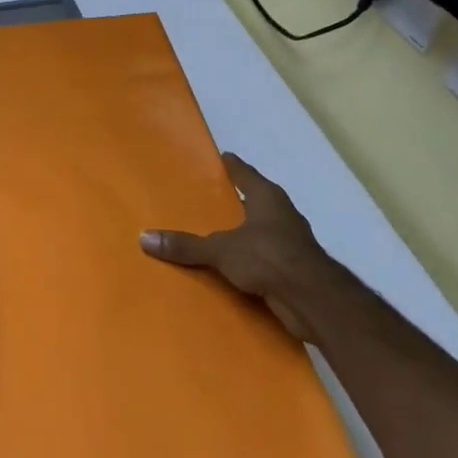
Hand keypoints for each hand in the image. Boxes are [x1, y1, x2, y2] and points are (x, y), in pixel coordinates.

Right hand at [140, 153, 331, 342]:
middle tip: (207, 198)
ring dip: (243, 232)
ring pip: (261, 230)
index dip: (231, 166)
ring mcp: (291, 242)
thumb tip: (144, 237)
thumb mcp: (220, 249)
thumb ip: (186, 245)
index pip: (245, 173)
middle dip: (235, 201)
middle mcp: (282, 214)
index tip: (219, 158)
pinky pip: (264, 257)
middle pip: (255, 201)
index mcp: (267, 198)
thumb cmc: (268, 257)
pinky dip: (250, 259)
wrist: (313, 300)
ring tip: (214, 234)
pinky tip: (231, 267)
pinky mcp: (293, 268)